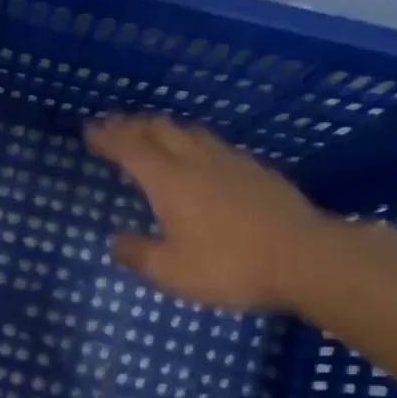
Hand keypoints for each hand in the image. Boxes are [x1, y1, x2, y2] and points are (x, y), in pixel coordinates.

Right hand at [84, 115, 329, 310]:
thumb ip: (139, 255)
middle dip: (133, 125)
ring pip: (191, 133)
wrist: (306, 259)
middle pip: (160, 130)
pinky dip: (195, 143)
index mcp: (170, 181)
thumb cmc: (230, 266)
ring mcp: (232, 163)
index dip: (108, 137)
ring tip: (154, 134)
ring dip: (165, 130)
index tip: (89, 130)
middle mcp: (197, 162)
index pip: (130, 149)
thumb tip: (116, 243)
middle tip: (115, 127)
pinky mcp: (259, 172)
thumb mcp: (172, 272)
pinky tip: (202, 157)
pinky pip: (217, 145)